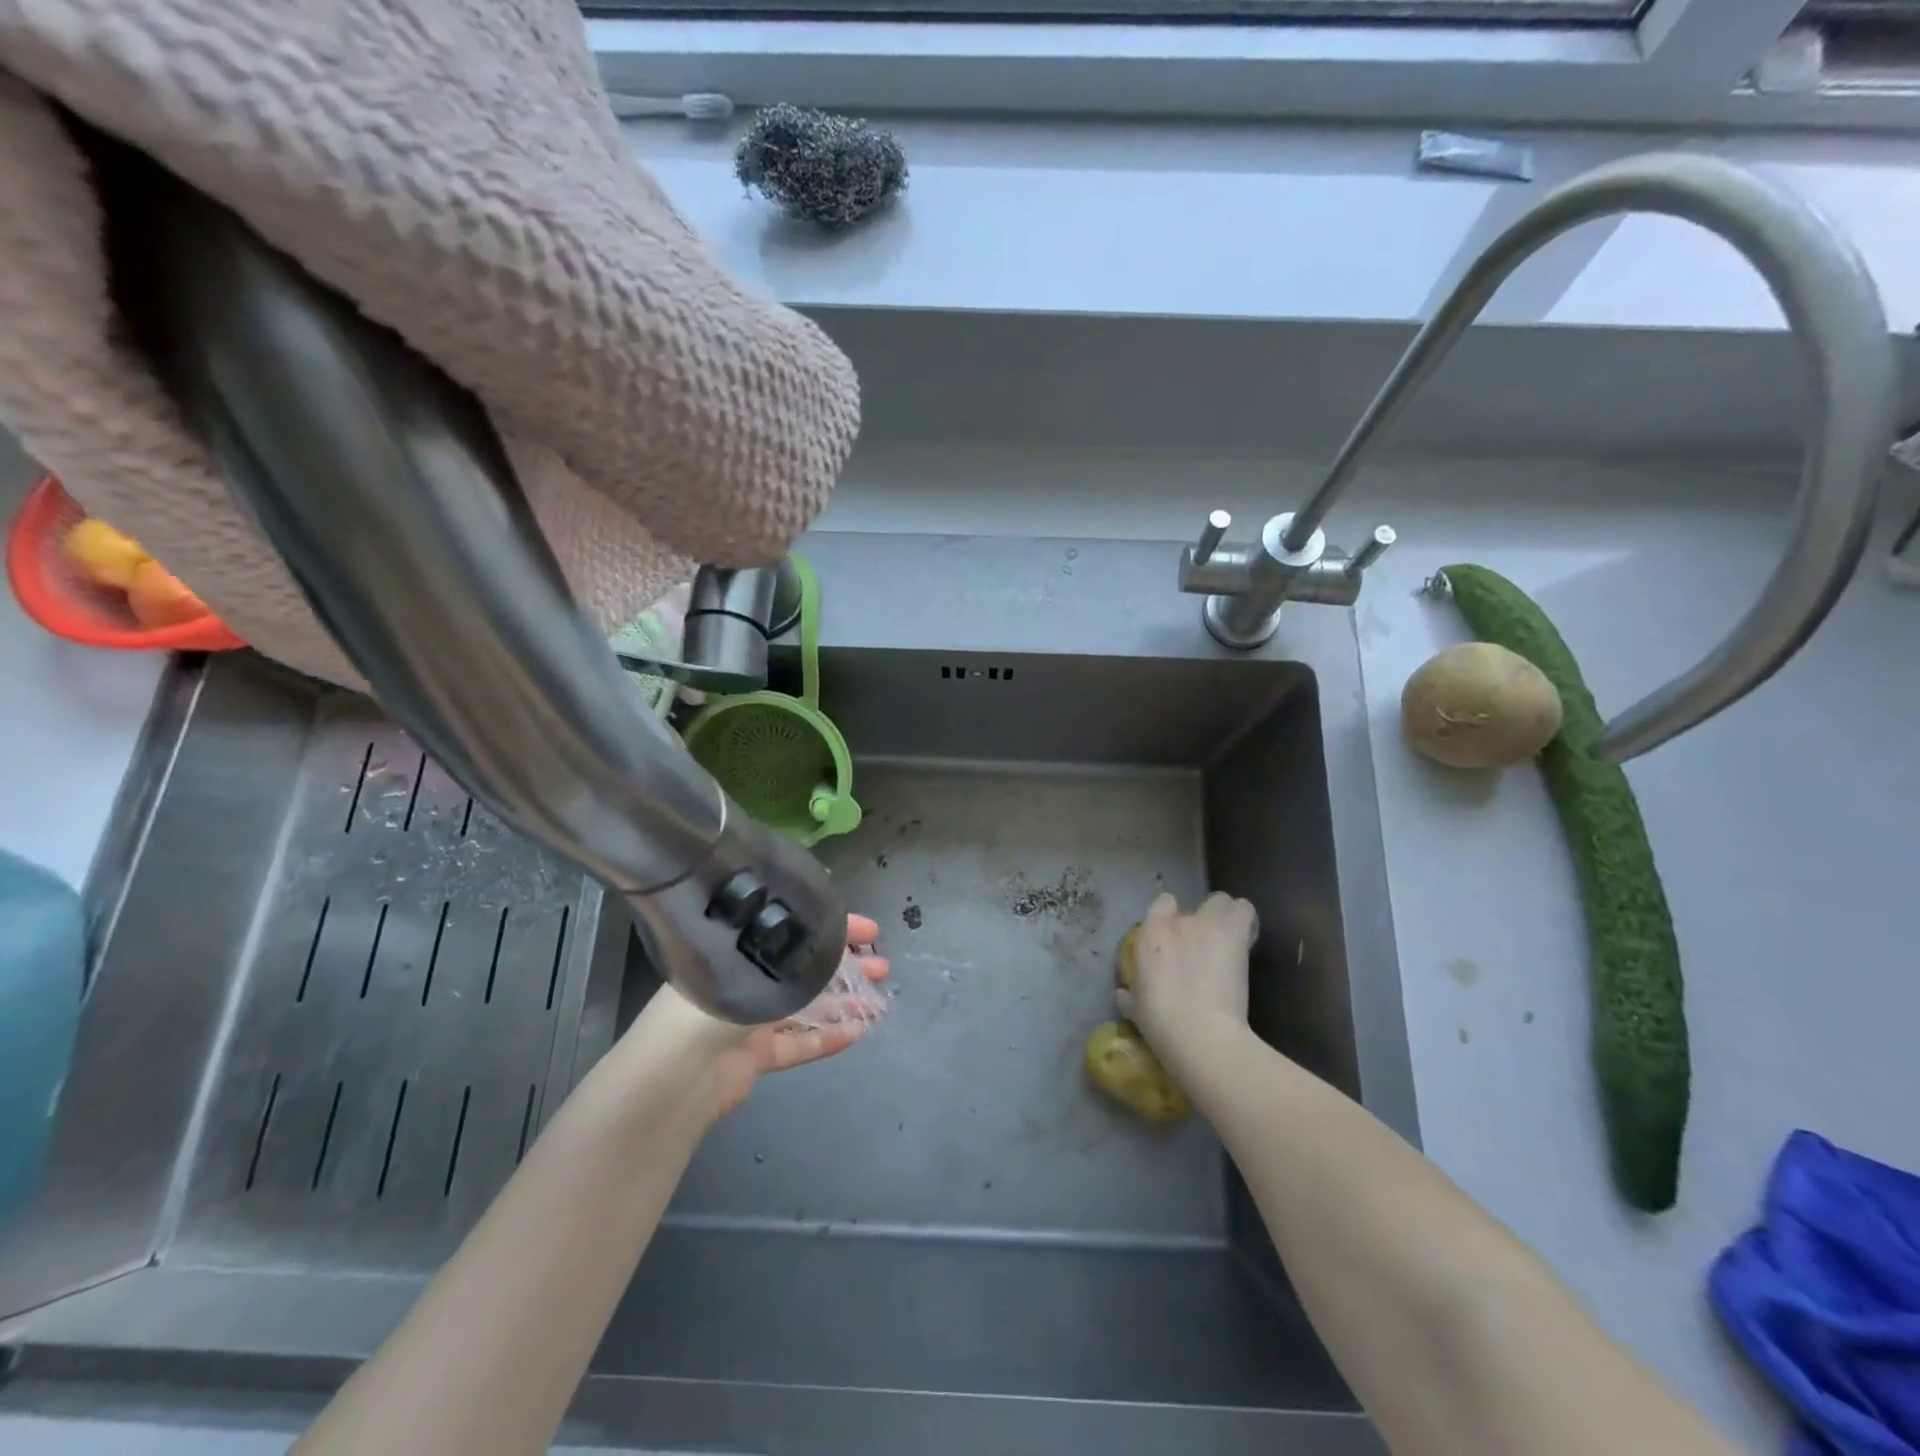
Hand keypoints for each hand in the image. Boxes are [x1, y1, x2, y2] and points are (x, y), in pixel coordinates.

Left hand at [629, 914, 888, 1124]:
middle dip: (844, 965)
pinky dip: (826, 1039)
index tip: (868, 930)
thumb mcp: (759, 966)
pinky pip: (797, 1044)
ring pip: (804, 1007)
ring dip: (841, 1002)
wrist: (677, 1077)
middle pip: (802, 968)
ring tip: (877, 999)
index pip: (792, 930)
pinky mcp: (754, 1057)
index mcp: (737, 948)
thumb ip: (798, 955)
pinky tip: (857, 1033)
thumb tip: (834, 936)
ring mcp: (748, 1020)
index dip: (832, 927)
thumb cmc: (714, 1004)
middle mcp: (742, 979)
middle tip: (880, 965)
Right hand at [1117, 891, 1256, 1074]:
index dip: (1170, 916)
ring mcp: (1207, 925)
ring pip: (1222, 901)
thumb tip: (1123, 994)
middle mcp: (1178, 922)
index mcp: (1151, 935)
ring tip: (1229, 937)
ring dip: (1225, 915)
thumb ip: (1130, 995)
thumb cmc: (1161, 1023)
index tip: (1176, 937)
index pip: (1162, 903)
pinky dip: (1246, 920)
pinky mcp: (1234, 934)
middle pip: (1194, 906)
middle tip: (1206, 946)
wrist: (1199, 1033)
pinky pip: (1244, 910)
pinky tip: (1245, 938)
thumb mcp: (1136, 1009)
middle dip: (1200, 922)